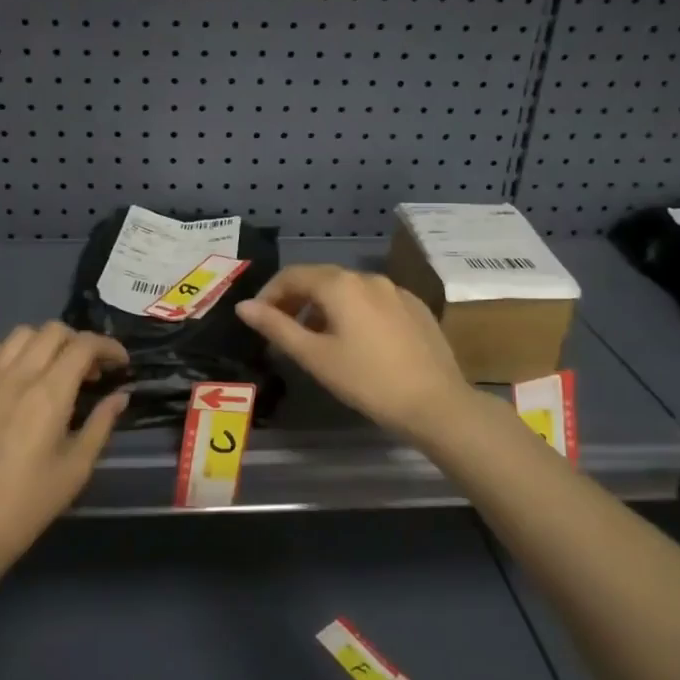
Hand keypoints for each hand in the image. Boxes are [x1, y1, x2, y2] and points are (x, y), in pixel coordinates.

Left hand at [0, 322, 128, 573]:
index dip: (108, 347)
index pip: (83, 345)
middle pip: (53, 331)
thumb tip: (120, 395)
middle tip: (90, 371)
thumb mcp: (78, 466)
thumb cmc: (31, 502)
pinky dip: (13, 354)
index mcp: (49, 394)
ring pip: (20, 334)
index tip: (120, 364)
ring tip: (55, 370)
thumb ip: (102, 423)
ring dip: (46, 343)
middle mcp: (17, 376)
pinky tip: (20, 379)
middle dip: (79, 342)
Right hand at [235, 265, 474, 444]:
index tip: (259, 320)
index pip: (293, 275)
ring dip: (323, 306)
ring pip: (348, 289)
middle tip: (282, 330)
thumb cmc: (367, 380)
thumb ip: (276, 327)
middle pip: (321, 278)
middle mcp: (368, 278)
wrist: (436, 403)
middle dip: (295, 299)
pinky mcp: (415, 307)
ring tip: (315, 338)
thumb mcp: (314, 356)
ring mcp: (396, 291)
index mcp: (340, 285)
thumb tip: (243, 307)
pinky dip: (353, 311)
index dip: (270, 294)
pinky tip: (356, 341)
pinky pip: (373, 300)